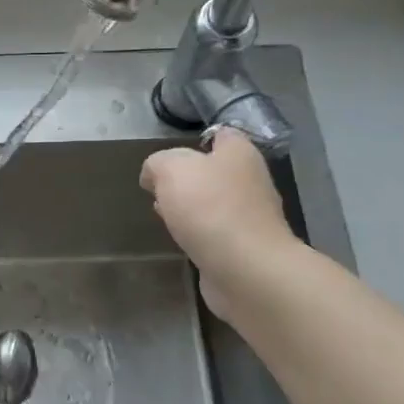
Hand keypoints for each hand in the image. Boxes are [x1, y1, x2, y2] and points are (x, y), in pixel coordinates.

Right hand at [140, 132, 298, 318]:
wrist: (245, 268)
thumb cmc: (209, 207)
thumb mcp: (171, 169)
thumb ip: (157, 163)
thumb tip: (153, 175)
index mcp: (239, 153)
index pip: (219, 135)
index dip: (193, 142)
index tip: (167, 158)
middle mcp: (250, 180)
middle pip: (214, 171)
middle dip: (187, 179)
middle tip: (159, 189)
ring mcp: (250, 215)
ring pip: (212, 202)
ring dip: (189, 207)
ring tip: (163, 215)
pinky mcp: (243, 246)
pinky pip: (214, 231)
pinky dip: (197, 233)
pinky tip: (179, 239)